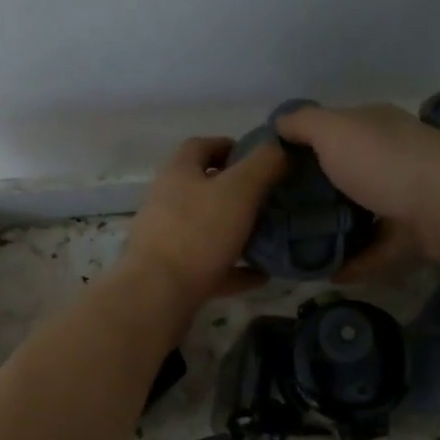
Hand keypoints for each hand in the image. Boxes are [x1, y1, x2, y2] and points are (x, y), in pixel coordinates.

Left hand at [120, 136, 286, 312]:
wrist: (159, 293)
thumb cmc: (199, 233)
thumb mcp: (239, 190)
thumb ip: (263, 164)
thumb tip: (280, 148)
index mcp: (178, 173)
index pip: (200, 146)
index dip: (228, 146)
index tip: (259, 159)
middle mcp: (167, 201)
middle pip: (203, 188)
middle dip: (236, 192)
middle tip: (270, 199)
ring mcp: (166, 239)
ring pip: (206, 228)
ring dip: (235, 232)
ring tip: (268, 236)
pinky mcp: (172, 273)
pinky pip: (209, 266)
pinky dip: (233, 269)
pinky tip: (260, 275)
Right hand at [275, 104, 439, 278]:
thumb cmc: (386, 161)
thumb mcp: (334, 130)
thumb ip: (303, 123)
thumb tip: (278, 121)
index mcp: (374, 128)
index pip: (334, 132)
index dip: (302, 149)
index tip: (271, 174)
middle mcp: (392, 158)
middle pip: (346, 176)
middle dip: (316, 195)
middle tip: (279, 217)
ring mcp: (407, 198)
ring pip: (362, 215)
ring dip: (335, 232)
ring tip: (299, 250)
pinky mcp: (416, 236)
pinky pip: (377, 250)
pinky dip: (355, 263)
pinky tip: (328, 274)